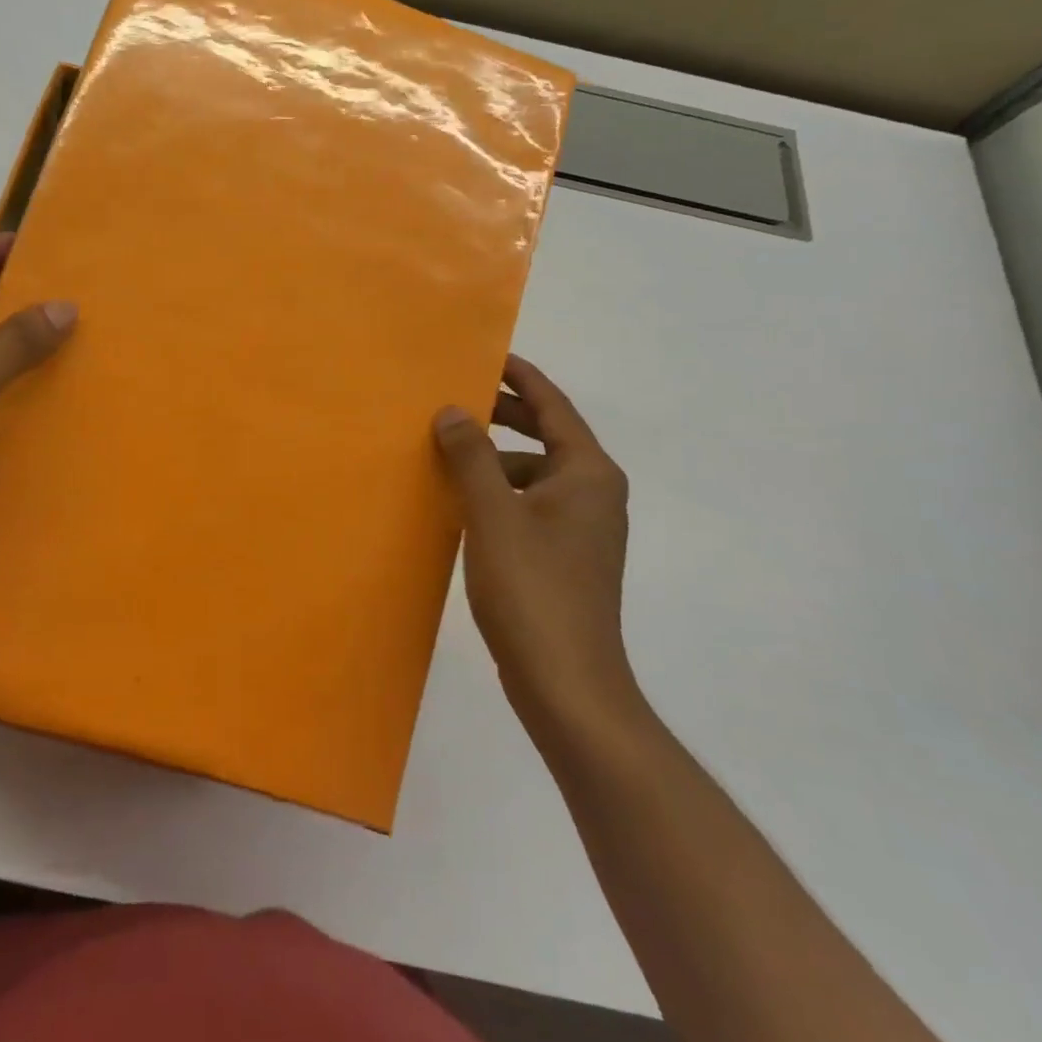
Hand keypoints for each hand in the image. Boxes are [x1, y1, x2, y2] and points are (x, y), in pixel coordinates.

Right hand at [434, 354, 635, 732]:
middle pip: (546, 435)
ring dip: (495, 458)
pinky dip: (499, 492)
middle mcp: (594, 492)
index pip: (553, 405)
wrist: (569, 685)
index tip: (484, 356)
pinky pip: (529, 504)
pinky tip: (462, 502)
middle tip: (453, 400)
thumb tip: (452, 410)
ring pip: (534, 473)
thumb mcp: (494, 514)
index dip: (519, 377)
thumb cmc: (533, 590)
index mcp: (588, 473)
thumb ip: (471, 456)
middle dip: (501, 415)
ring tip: (447, 452)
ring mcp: (583, 528)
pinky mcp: (566, 557)